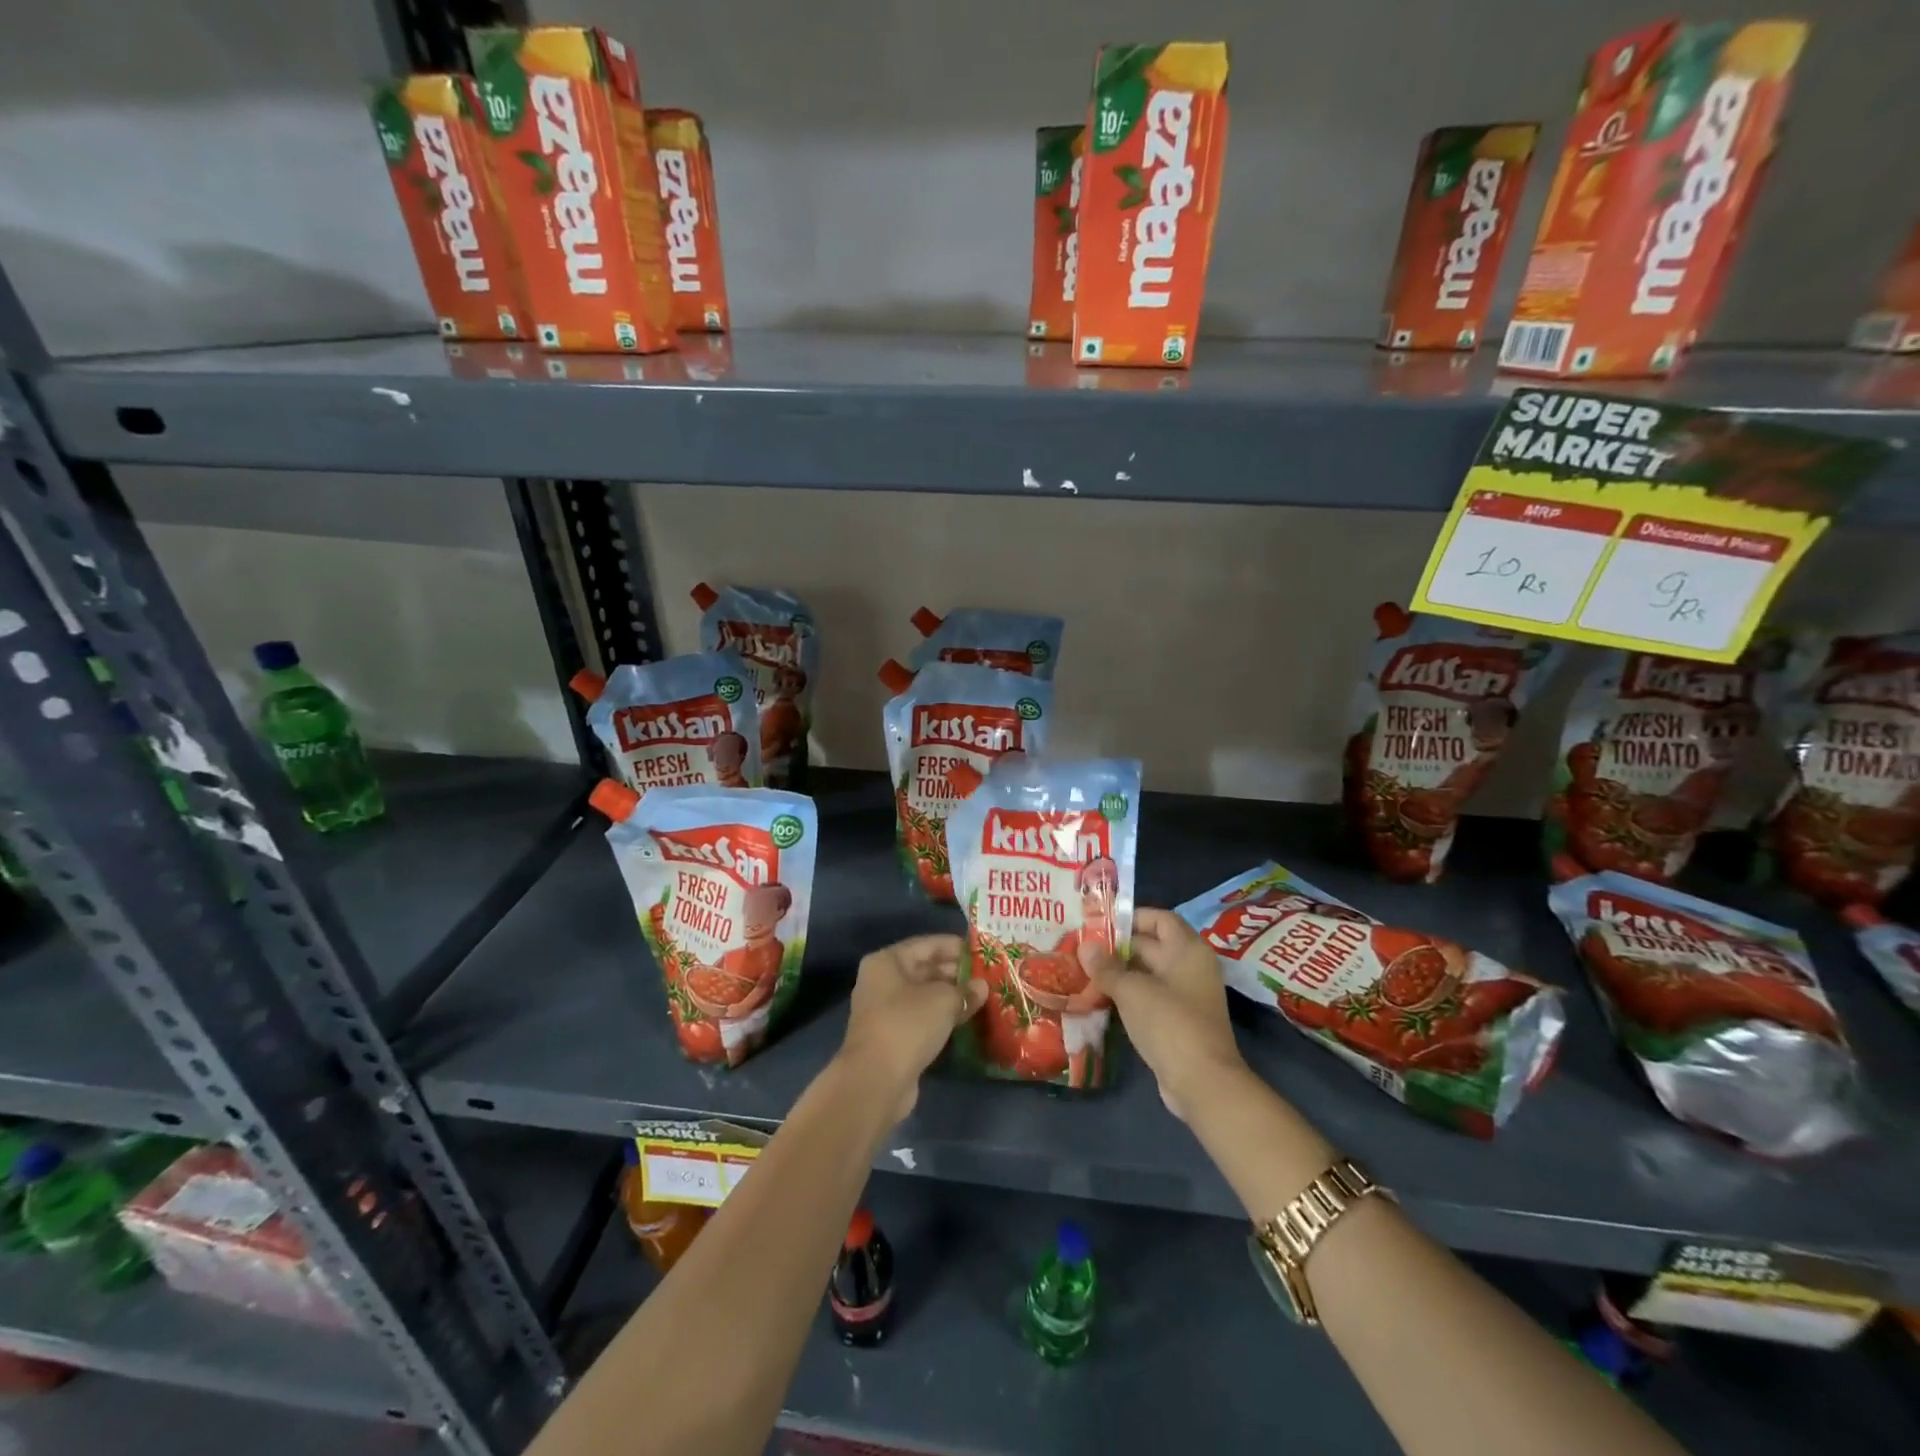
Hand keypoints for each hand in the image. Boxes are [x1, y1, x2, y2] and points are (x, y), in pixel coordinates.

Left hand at [838, 934, 987, 1123]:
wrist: (876, 1081)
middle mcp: (882, 981)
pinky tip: (966, 1020)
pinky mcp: (893, 1037)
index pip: (927, 945)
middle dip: (956, 973)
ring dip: (951, 997)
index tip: (983, 953)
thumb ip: (965, 990)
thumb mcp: (943, 1001)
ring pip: (924, 996)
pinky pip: (922, 1018)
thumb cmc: (907, 1026)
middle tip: (987, 977)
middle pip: (924, 969)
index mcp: (887, 961)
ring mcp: (885, 1011)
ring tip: (983, 997)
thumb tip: (982, 987)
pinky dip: (942, 1017)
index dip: (956, 947)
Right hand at [1076, 907, 1247, 1120]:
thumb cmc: (1170, 1023)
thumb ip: (1107, 967)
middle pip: (1152, 946)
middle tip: (1083, 948)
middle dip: (1118, 947)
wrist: (1203, 1083)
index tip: (1100, 923)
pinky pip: (1150, 998)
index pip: (1160, 919)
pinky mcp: (1178, 1022)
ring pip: (1148, 974)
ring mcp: (1186, 997)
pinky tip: (1100, 999)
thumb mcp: (1132, 991)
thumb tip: (1085, 946)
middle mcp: (1191, 968)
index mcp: (1188, 950)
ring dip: (1120, 973)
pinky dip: (1128, 996)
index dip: (1132, 917)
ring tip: (1084, 971)